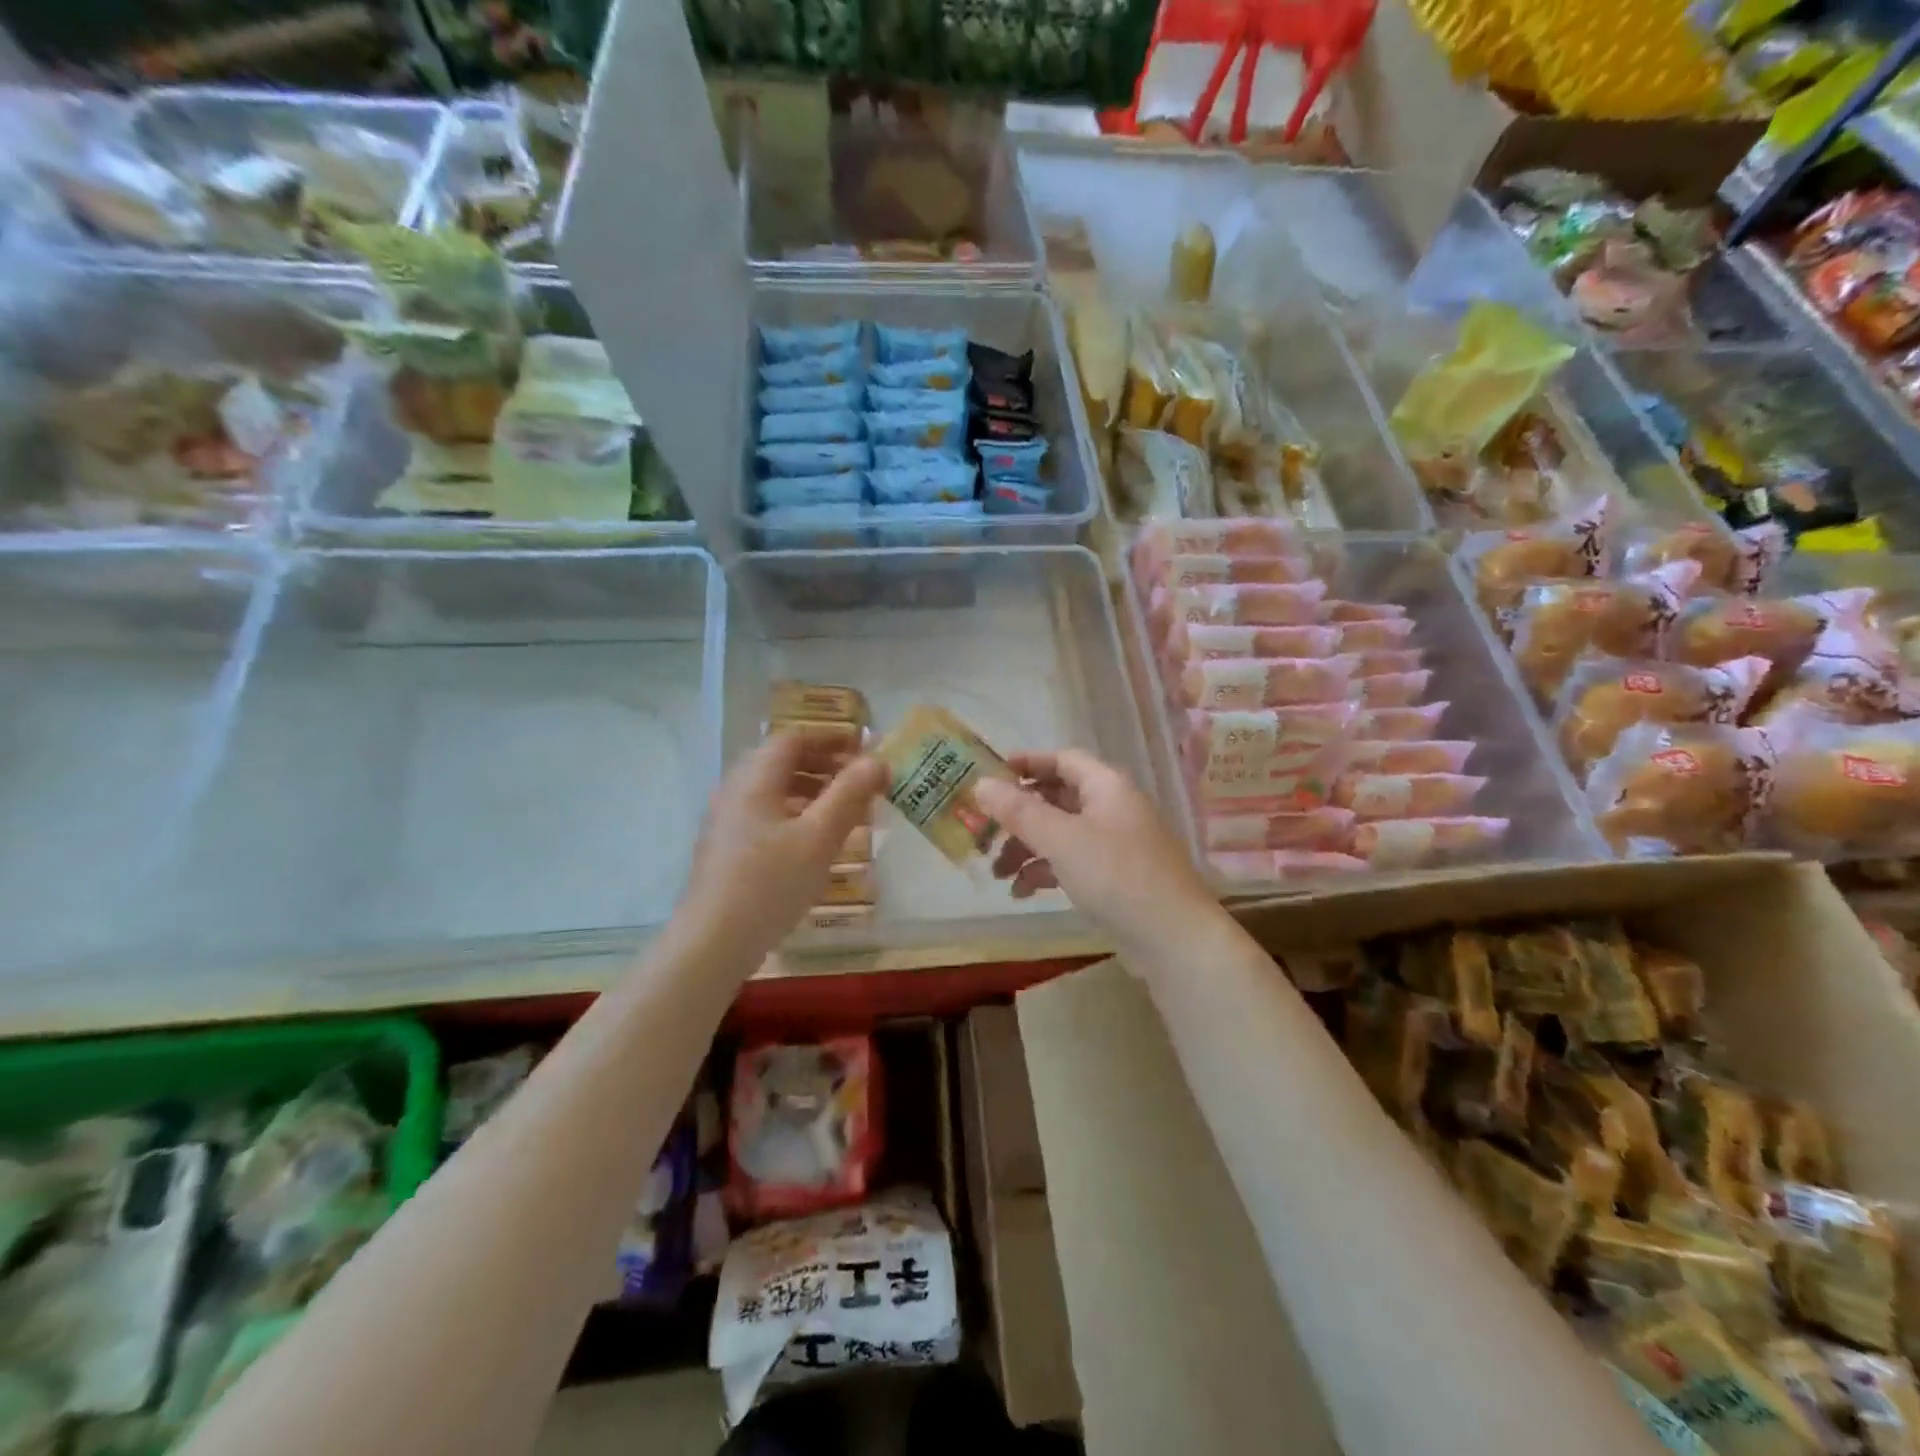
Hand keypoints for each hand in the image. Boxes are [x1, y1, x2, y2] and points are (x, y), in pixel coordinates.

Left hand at [672, 734, 887, 971]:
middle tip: (858, 780)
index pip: (793, 739)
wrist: (713, 941)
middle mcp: (735, 791)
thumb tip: (878, 760)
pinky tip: (814, 842)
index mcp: (755, 779)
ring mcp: (726, 821)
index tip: (863, 747)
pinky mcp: (726, 848)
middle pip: (781, 762)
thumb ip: (850, 794)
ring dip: (811, 791)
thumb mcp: (820, 836)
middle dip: (823, 765)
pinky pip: (765, 815)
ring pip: (773, 791)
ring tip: (844, 810)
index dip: (830, 738)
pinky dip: (795, 814)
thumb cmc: (771, 883)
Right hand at [971, 750, 1216, 953]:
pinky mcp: (1116, 877)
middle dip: (1020, 815)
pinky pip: (1073, 862)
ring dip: (1028, 847)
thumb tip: (981, 784)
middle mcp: (1113, 808)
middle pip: (1058, 798)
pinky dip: (1046, 871)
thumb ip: (1019, 811)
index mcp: (1107, 786)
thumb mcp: (1061, 839)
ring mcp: (1117, 844)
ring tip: (998, 872)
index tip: (991, 774)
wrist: (1173, 939)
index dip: (1027, 763)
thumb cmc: (1116, 875)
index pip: (1063, 759)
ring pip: (1062, 833)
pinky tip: (1022, 892)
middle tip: (985, 829)